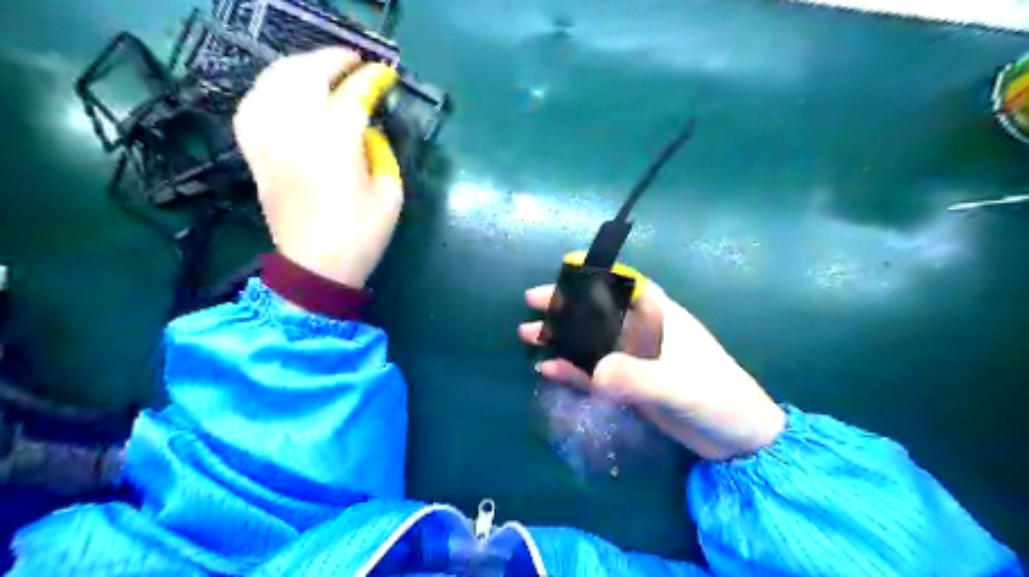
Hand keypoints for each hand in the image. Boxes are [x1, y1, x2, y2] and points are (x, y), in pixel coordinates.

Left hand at [234, 47, 403, 285]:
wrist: (315, 266)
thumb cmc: (360, 235)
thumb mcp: (390, 194)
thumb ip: (382, 152)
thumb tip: (369, 128)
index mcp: (336, 144)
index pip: (353, 94)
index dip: (371, 80)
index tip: (385, 75)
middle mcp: (296, 131)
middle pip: (306, 74)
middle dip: (333, 60)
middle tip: (355, 64)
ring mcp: (268, 139)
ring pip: (275, 81)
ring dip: (300, 67)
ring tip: (322, 71)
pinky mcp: (255, 151)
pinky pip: (253, 104)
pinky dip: (270, 89)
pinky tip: (285, 92)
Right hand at [518, 277, 784, 459]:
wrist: (737, 440)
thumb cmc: (718, 399)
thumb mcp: (679, 386)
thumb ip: (637, 377)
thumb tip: (595, 374)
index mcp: (659, 317)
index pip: (623, 285)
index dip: (594, 276)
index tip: (562, 273)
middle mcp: (643, 332)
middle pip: (598, 311)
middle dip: (565, 306)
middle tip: (531, 303)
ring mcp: (633, 359)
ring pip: (591, 341)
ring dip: (562, 337)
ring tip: (528, 335)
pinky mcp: (628, 384)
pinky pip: (593, 372)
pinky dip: (571, 369)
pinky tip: (548, 368)